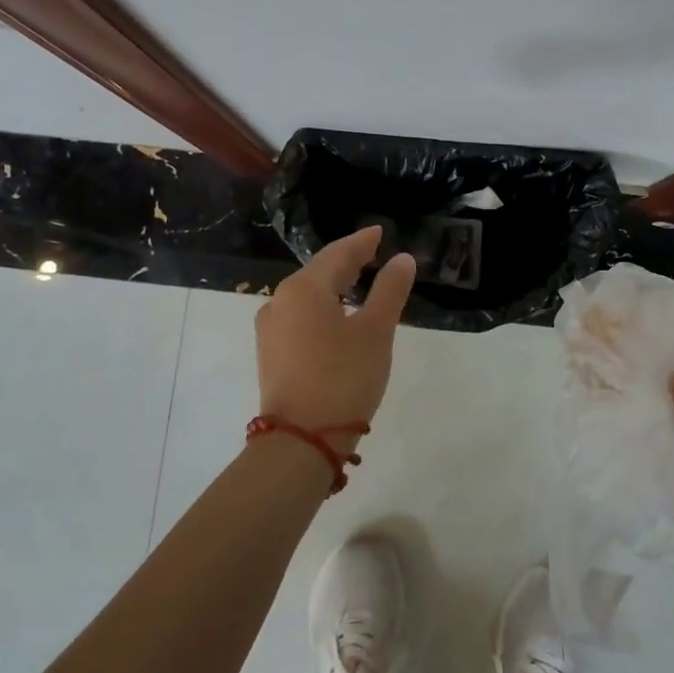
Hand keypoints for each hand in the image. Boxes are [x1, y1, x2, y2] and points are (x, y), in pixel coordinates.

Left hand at [256, 227, 416, 449]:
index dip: (362, 242)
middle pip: (319, 272)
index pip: (338, 253)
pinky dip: (322, 309)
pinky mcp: (271, 353)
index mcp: (304, 288)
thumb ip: (390, 290)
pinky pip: (300, 317)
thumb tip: (402, 259)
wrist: (301, 439)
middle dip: (348, 262)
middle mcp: (280, 301)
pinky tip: (338, 317)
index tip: (380, 232)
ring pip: (308, 295)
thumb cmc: (343, 377)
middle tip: (374, 254)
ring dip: (334, 287)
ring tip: (360, 284)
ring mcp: (271, 329)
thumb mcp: (376, 331)